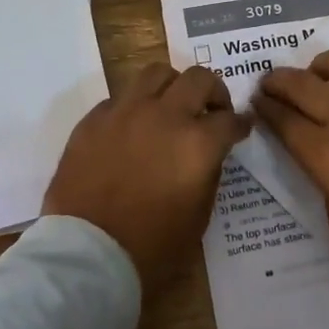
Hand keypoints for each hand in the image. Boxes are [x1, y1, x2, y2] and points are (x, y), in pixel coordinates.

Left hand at [42, 63, 250, 292]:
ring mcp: (126, 112)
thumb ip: (208, 174)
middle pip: (199, 78)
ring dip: (172, 86)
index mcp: (197, 143)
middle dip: (213, 91)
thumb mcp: (198, 218)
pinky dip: (134, 107)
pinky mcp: (94, 120)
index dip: (240, 124)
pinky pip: (120, 98)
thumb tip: (208, 153)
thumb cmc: (150, 249)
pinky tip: (132, 128)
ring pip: (157, 72)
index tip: (242, 127)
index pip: (230, 119)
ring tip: (171, 105)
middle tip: (212, 109)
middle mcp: (165, 116)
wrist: (86, 256)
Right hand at [255, 50, 328, 287]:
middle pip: (302, 84)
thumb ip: (326, 188)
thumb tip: (325, 166)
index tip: (257, 102)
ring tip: (319, 75)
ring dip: (322, 66)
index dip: (265, 108)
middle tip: (271, 82)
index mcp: (324, 153)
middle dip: (279, 80)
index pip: (283, 120)